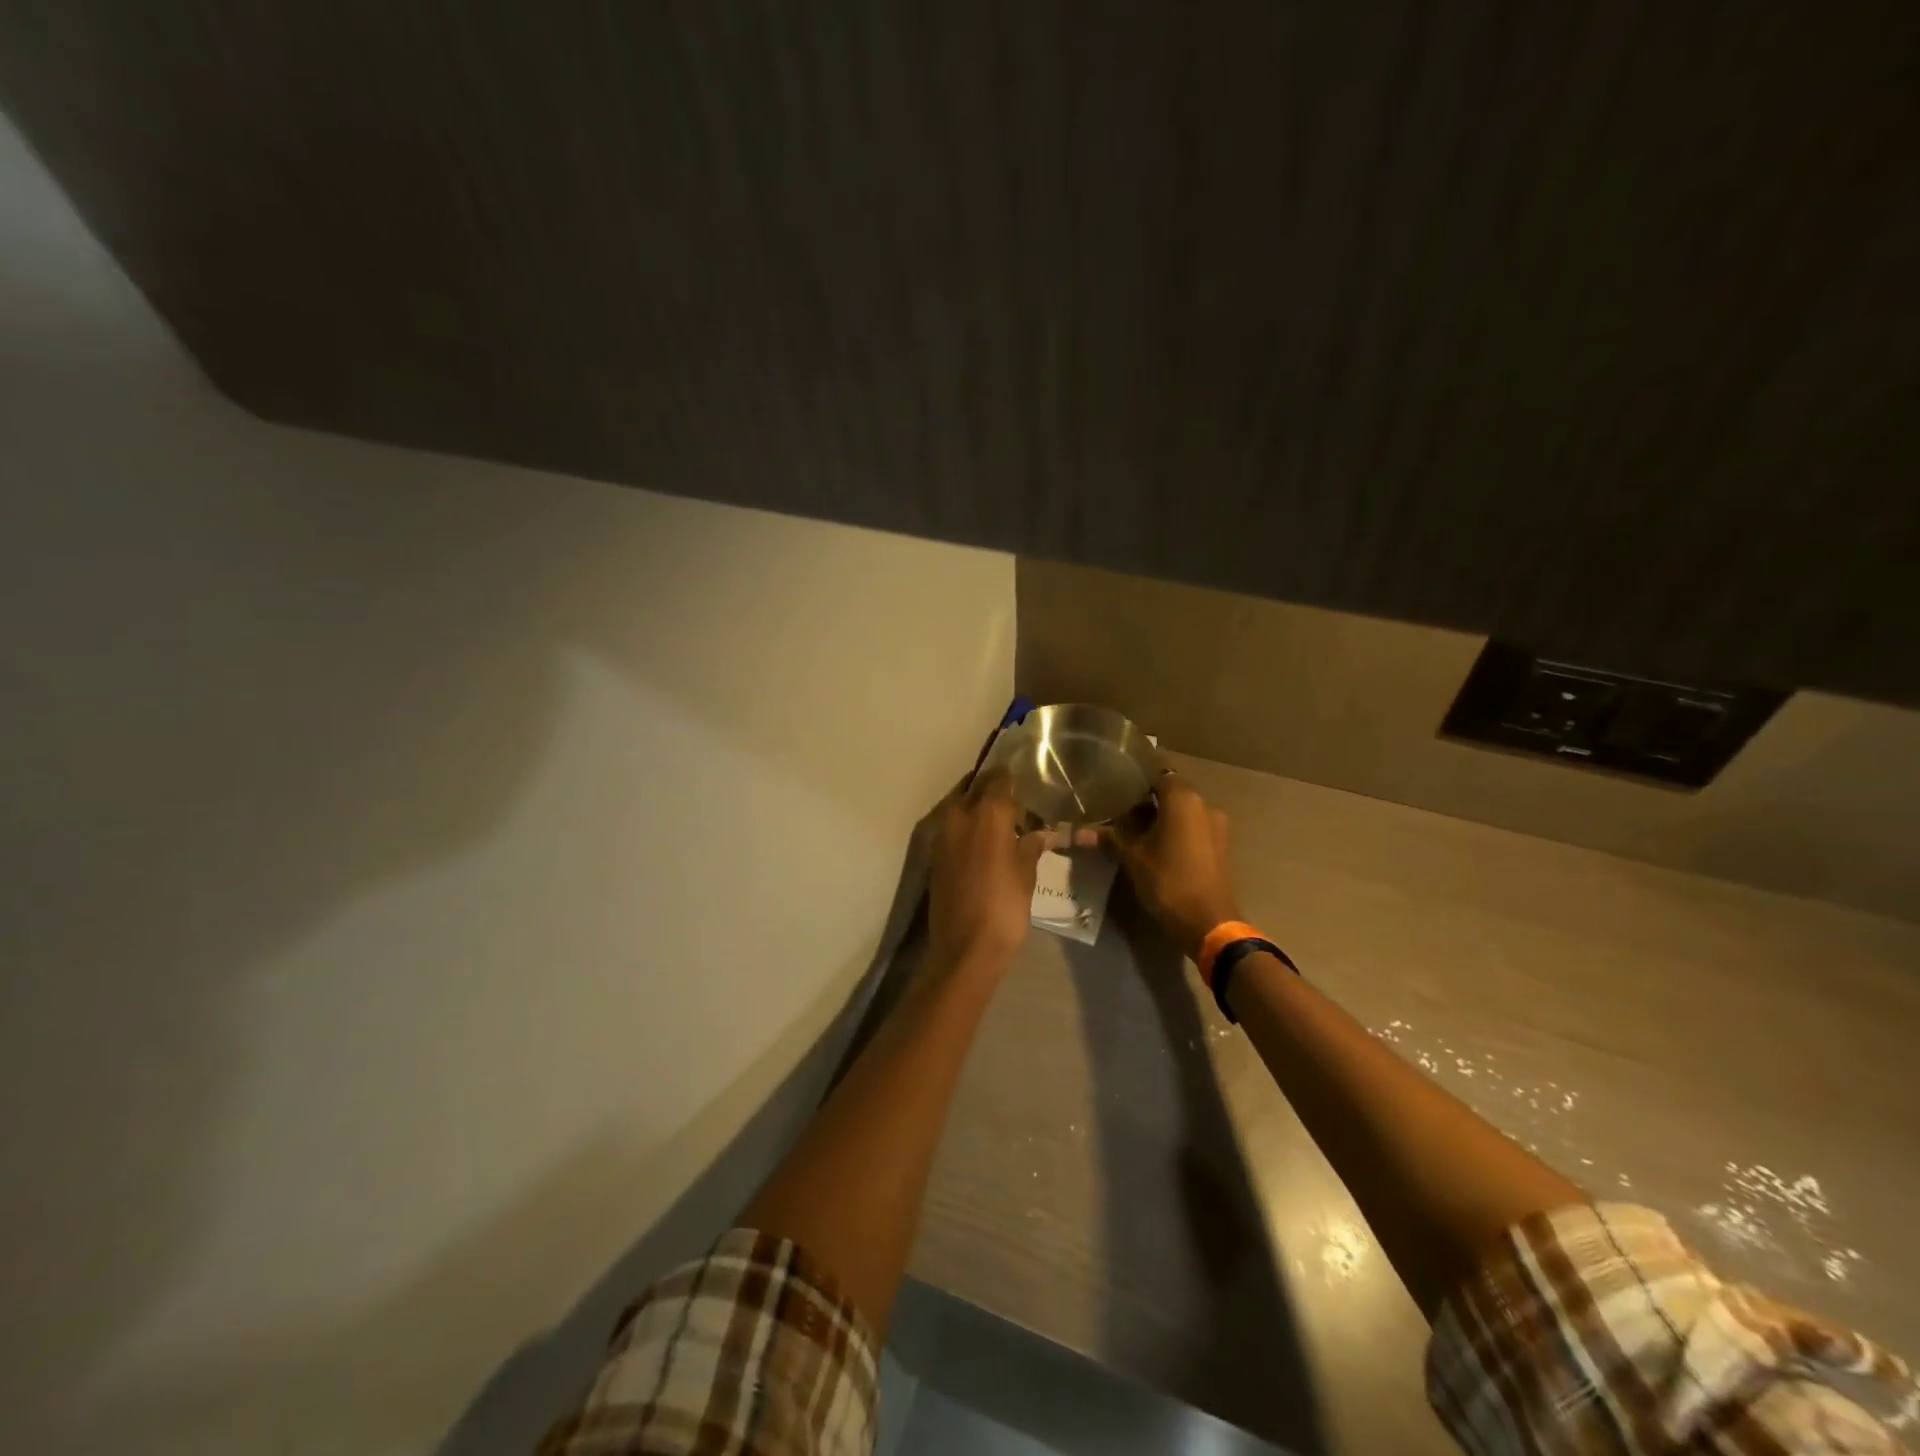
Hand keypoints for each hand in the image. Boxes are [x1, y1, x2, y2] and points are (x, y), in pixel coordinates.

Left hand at [927, 771, 1051, 966]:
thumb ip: (1030, 846)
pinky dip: (966, 826)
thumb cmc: (1005, 907)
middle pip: (974, 789)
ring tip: (999, 817)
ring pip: (959, 806)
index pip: (997, 780)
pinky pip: (952, 828)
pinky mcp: (934, 856)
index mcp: (986, 815)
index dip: (1009, 775)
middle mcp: (959, 817)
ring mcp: (942, 836)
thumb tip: (1040, 833)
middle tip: (1011, 795)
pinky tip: (983, 838)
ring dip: (975, 806)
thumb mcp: (1026, 874)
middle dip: (990, 788)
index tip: (1021, 774)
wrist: (965, 947)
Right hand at [1103, 772, 1241, 961]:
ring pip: (1182, 811)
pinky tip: (1154, 846)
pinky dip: (1175, 830)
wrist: (1209, 923)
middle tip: (1117, 811)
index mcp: (1184, 799)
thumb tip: (1074, 833)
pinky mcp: (1220, 845)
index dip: (1136, 778)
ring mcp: (1216, 826)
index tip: (1115, 785)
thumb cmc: (1168, 882)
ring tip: (1132, 831)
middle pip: (1170, 792)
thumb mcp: (1132, 859)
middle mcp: (1205, 805)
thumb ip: (1108, 838)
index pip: (1157, 773)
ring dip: (1160, 817)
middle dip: (1145, 801)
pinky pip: (1193, 827)